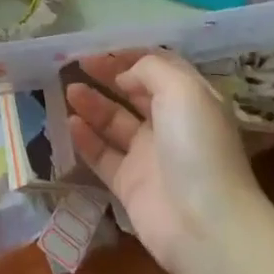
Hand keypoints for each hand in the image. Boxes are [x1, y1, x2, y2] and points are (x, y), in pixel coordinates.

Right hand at [66, 49, 261, 270]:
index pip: (158, 69)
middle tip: (75, 64)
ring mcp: (149, 156)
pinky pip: (102, 155)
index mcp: (191, 100)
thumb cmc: (197, 146)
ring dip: (92, 104)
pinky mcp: (130, 184)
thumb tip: (124, 75)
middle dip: (107, 76)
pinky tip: (70, 124)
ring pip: (114, 123)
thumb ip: (150, 70)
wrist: (205, 225)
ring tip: (69, 91)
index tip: (100, 48)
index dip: (129, 56)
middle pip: (133, 93)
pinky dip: (86, 139)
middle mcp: (171, 125)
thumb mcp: (182, 89)